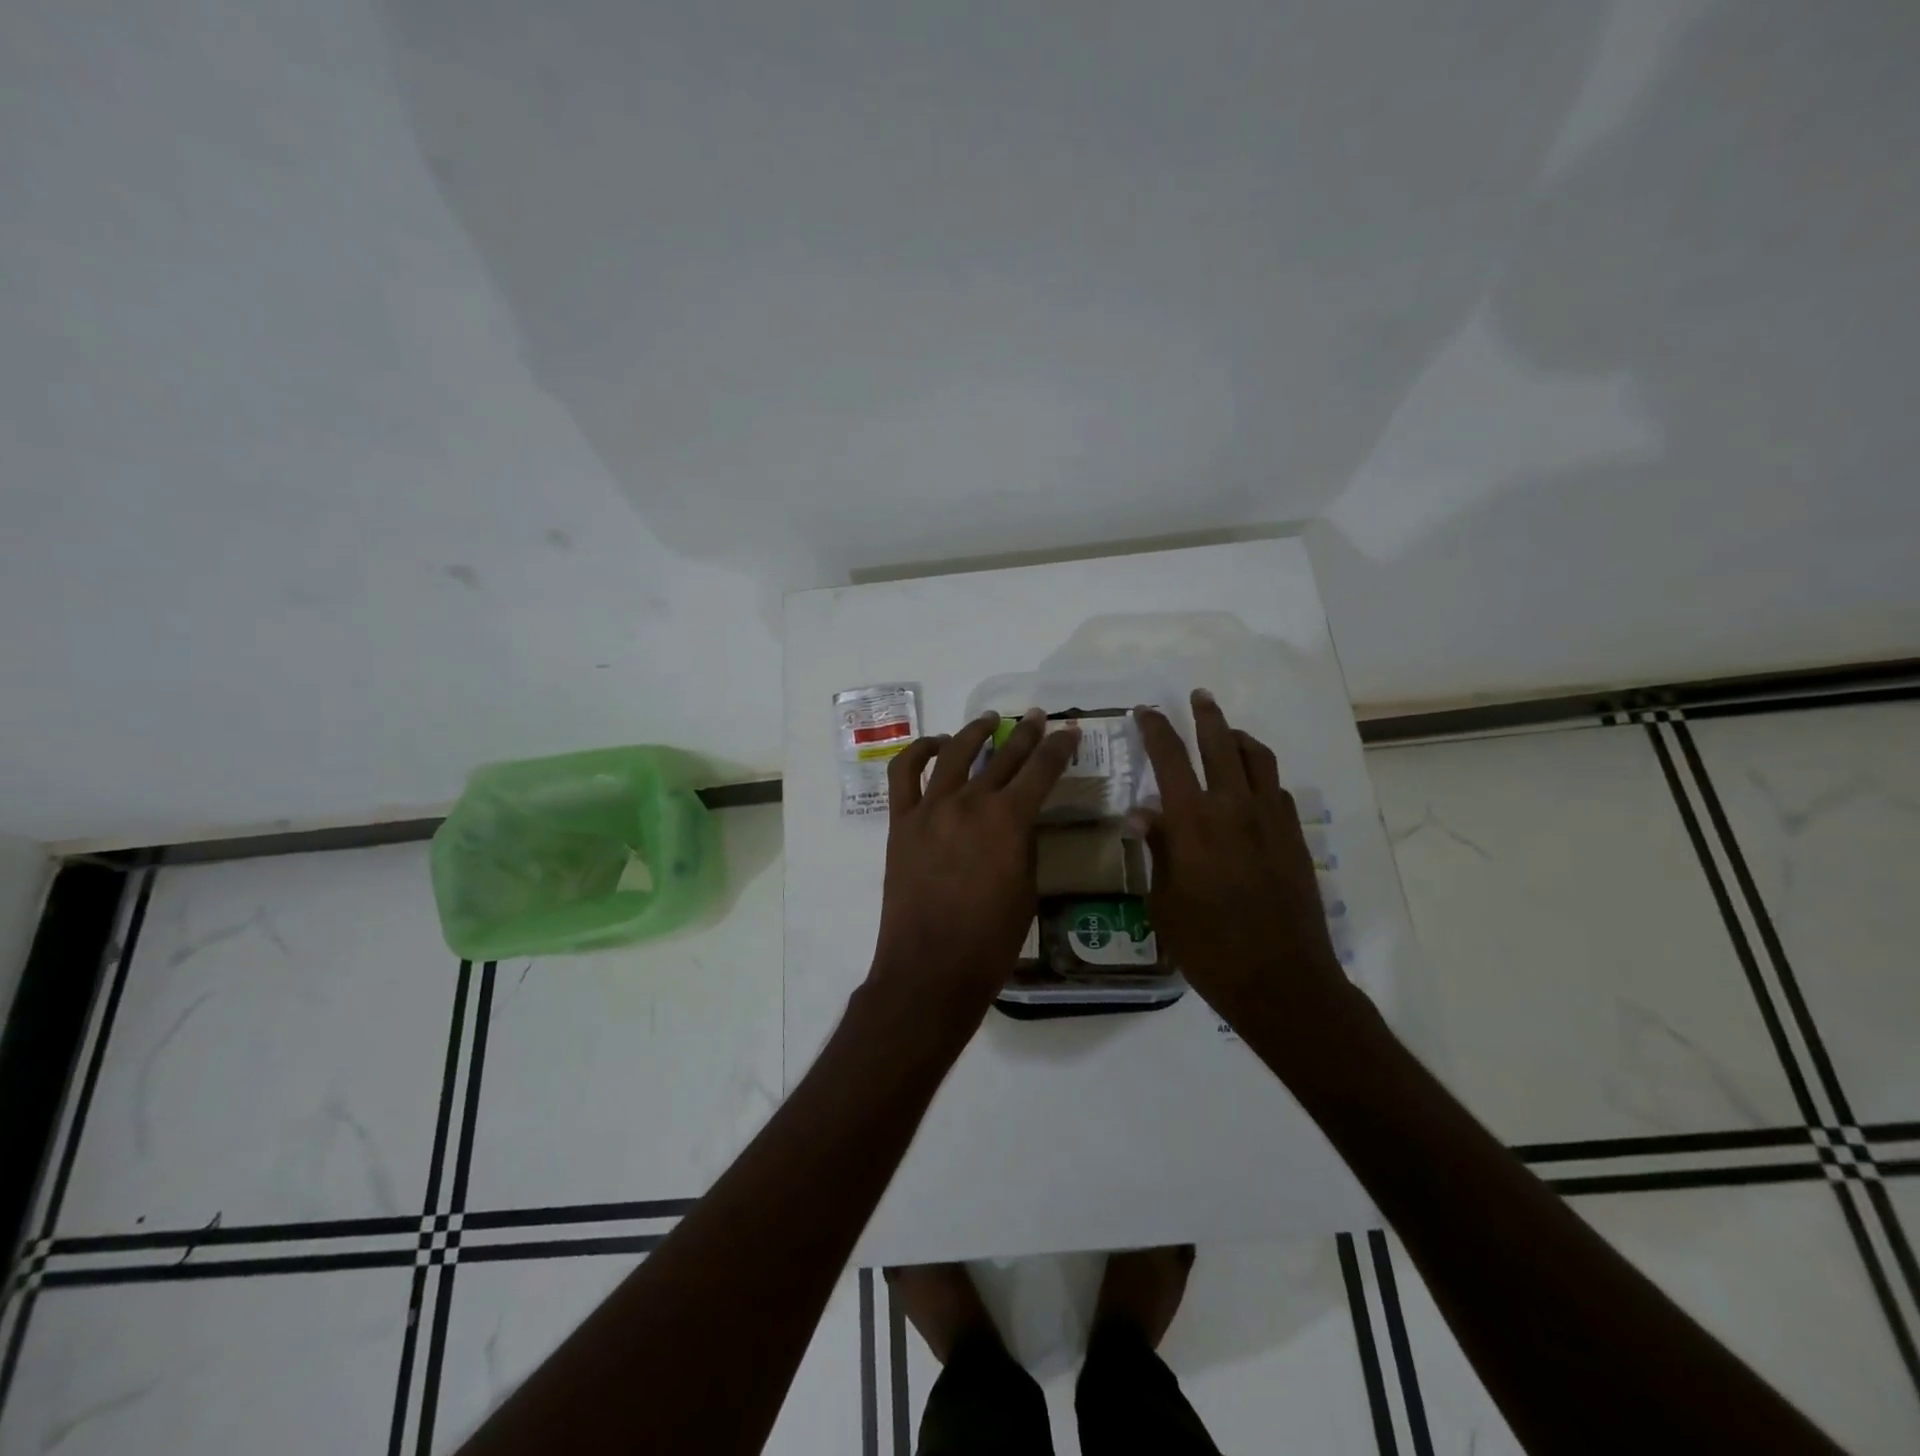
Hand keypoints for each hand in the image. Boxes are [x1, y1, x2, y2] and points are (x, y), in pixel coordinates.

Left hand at [867, 708, 1080, 1029]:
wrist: (931, 969)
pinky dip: (919, 752)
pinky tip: (935, 745)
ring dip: (974, 733)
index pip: (1041, 770)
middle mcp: (971, 802)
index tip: (1069, 732)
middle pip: (1003, 757)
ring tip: (989, 722)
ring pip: (953, 753)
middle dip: (1026, 736)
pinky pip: (905, 774)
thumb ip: (1025, 845)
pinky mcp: (901, 822)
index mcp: (1009, 820)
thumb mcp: (1027, 890)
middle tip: (1039, 719)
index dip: (1059, 748)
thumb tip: (1021, 821)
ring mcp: (931, 808)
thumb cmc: (990, 941)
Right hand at [1132, 690, 1350, 1035]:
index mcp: (1193, 821)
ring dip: (1239, 737)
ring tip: (1228, 731)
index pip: (1169, 758)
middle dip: (1206, 715)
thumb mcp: (1164, 901)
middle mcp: (1234, 808)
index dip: (1155, 729)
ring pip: (1258, 759)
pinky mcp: (1294, 838)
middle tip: (1198, 696)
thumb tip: (1143, 813)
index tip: (1145, 711)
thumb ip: (1157, 849)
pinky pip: (1277, 790)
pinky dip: (1261, 775)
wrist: (1281, 980)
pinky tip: (1252, 786)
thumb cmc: (1208, 947)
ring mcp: (1271, 820)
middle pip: (1220, 744)